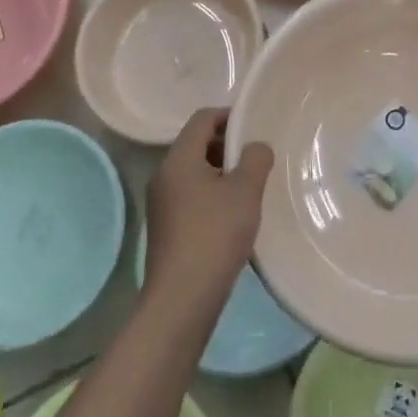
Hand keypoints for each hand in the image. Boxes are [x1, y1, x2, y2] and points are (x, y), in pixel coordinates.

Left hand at [144, 109, 273, 313]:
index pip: (202, 118)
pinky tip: (233, 215)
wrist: (182, 300)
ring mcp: (161, 204)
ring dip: (222, 172)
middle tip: (256, 159)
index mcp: (178, 159)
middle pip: (196, 143)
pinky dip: (212, 194)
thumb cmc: (215, 235)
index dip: (229, 116)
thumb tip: (255, 147)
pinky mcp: (166, 228)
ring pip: (195, 172)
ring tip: (249, 188)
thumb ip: (255, 159)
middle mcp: (164, 175)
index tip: (255, 127)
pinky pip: (191, 195)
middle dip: (227, 145)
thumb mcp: (245, 191)